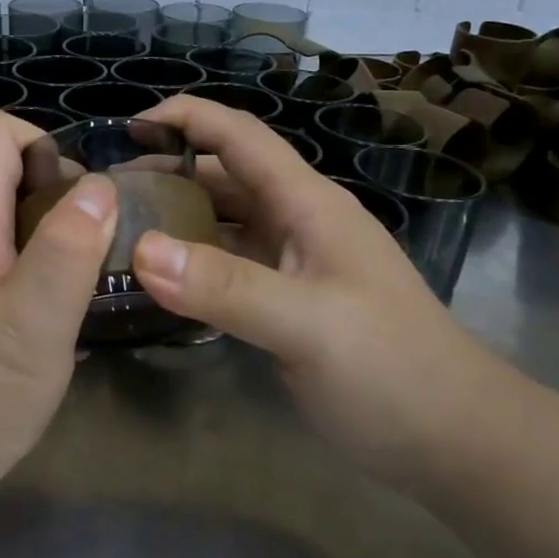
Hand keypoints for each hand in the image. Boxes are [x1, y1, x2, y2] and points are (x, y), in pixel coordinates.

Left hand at [0, 110, 117, 495]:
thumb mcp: (37, 318)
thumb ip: (69, 245)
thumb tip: (99, 187)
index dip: (46, 147)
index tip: (80, 201)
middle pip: (2, 168)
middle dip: (56, 192)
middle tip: (90, 248)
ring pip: (3, 210)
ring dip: (48, 231)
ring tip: (78, 280)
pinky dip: (31, 261)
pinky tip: (50, 310)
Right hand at [130, 95, 493, 482]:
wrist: (453, 439)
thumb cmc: (390, 370)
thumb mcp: (307, 324)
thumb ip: (225, 286)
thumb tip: (140, 250)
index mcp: (307, 204)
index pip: (238, 135)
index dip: (185, 117)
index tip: (124, 127)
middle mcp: (298, 221)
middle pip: (224, 175)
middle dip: (167, 169)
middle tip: (105, 192)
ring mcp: (294, 262)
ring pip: (224, 221)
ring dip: (176, 217)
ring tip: (118, 230)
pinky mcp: (288, 301)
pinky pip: (228, 265)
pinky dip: (191, 263)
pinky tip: (157, 281)